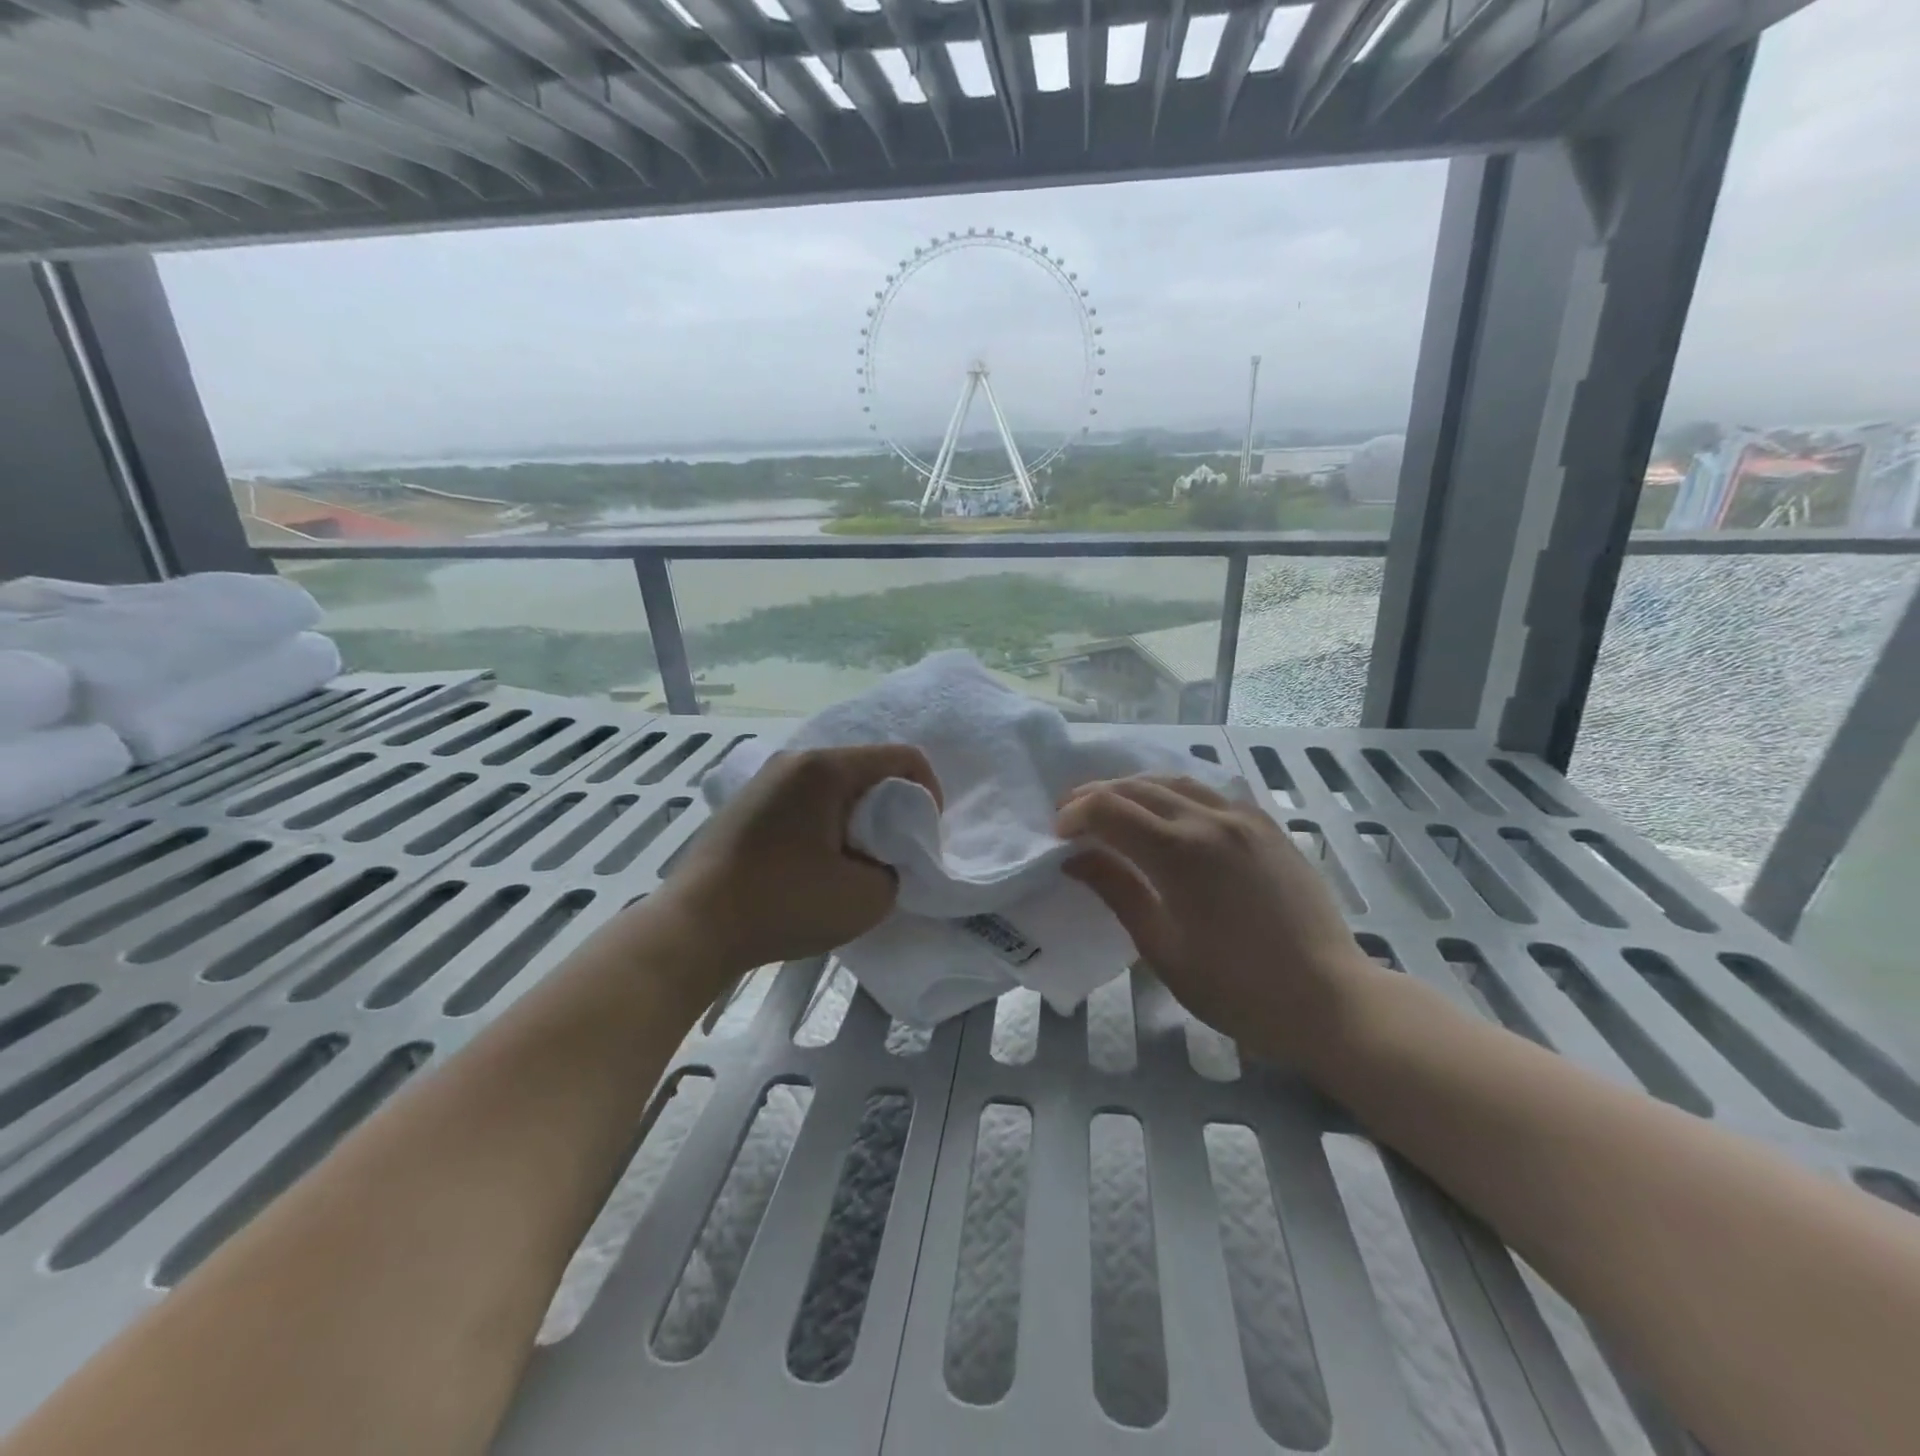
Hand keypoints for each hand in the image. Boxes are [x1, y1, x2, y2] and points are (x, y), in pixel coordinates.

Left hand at [650, 744, 941, 979]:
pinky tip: (814, 862)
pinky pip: (805, 798)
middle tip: (890, 853)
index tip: (924, 837)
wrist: (694, 927)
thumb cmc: (784, 904)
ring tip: (852, 861)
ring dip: (857, 816)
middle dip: (892, 807)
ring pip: (835, 784)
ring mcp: (766, 779)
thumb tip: (881, 860)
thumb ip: (895, 869)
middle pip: (867, 768)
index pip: (903, 757)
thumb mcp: (866, 897)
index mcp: (826, 769)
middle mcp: (795, 760)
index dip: (930, 793)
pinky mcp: (747, 803)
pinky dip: (825, 822)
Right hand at [1056, 774, 1375, 1071]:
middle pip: (1137, 787)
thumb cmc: (1236, 987)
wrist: (1328, 999)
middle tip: (1073, 816)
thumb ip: (1116, 890)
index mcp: (1179, 852)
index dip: (1075, 815)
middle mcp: (1209, 820)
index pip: (1109, 809)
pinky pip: (1210, 792)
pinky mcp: (1267, 825)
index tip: (1058, 835)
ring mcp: (1244, 818)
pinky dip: (1175, 793)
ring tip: (1114, 808)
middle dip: (1096, 796)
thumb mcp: (1161, 946)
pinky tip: (1168, 814)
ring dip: (1134, 788)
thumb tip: (1076, 857)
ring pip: (1174, 781)